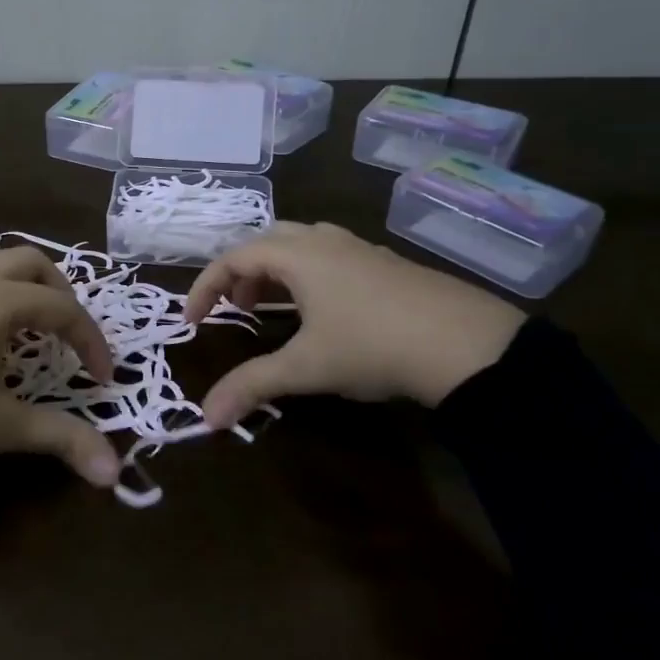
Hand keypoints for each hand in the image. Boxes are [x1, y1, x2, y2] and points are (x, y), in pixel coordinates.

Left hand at [0, 246, 120, 485]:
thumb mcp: (1, 427)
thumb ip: (63, 440)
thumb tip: (115, 474)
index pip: (63, 309)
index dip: (91, 342)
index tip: (103, 379)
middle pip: (34, 263)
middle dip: (62, 295)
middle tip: (68, 337)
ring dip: (24, 281)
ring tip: (30, 322)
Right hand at [183, 222, 525, 424]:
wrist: (467, 344)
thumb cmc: (372, 346)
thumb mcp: (306, 368)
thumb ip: (252, 386)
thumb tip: (206, 419)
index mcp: (298, 255)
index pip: (233, 258)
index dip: (205, 287)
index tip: (192, 320)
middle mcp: (325, 241)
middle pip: (266, 241)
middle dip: (242, 273)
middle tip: (237, 309)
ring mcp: (360, 249)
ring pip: (302, 244)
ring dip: (276, 271)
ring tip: (275, 308)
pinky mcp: (387, 263)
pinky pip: (331, 255)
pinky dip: (309, 274)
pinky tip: (325, 310)